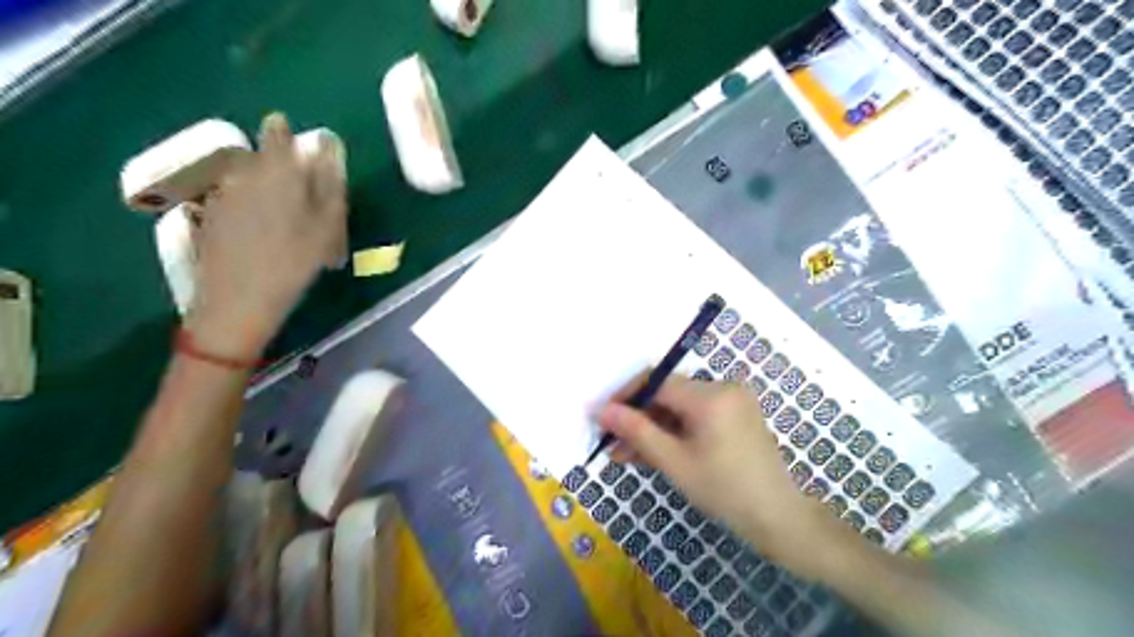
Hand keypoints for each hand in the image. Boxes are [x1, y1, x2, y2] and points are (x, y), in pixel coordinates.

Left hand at [186, 113, 346, 357]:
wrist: (239, 301)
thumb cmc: (294, 263)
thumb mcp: (327, 227)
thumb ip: (329, 185)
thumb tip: (327, 152)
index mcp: (275, 173)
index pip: (277, 133)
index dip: (287, 133)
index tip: (298, 146)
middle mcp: (242, 175)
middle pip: (259, 155)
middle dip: (278, 165)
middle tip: (298, 193)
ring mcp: (220, 195)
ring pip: (244, 177)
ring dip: (262, 186)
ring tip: (281, 216)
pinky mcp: (207, 216)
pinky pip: (231, 198)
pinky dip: (247, 206)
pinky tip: (259, 232)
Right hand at [603, 372, 849, 576]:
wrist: (778, 517)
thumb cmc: (724, 490)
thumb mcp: (674, 462)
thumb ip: (636, 431)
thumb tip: (601, 410)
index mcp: (710, 395)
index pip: (656, 381)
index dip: (625, 396)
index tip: (602, 416)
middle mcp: (722, 387)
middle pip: (667, 394)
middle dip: (638, 418)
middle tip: (612, 442)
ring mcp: (732, 400)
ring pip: (680, 407)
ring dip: (654, 428)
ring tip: (627, 454)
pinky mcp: (737, 414)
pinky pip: (696, 415)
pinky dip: (675, 431)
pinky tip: (655, 451)